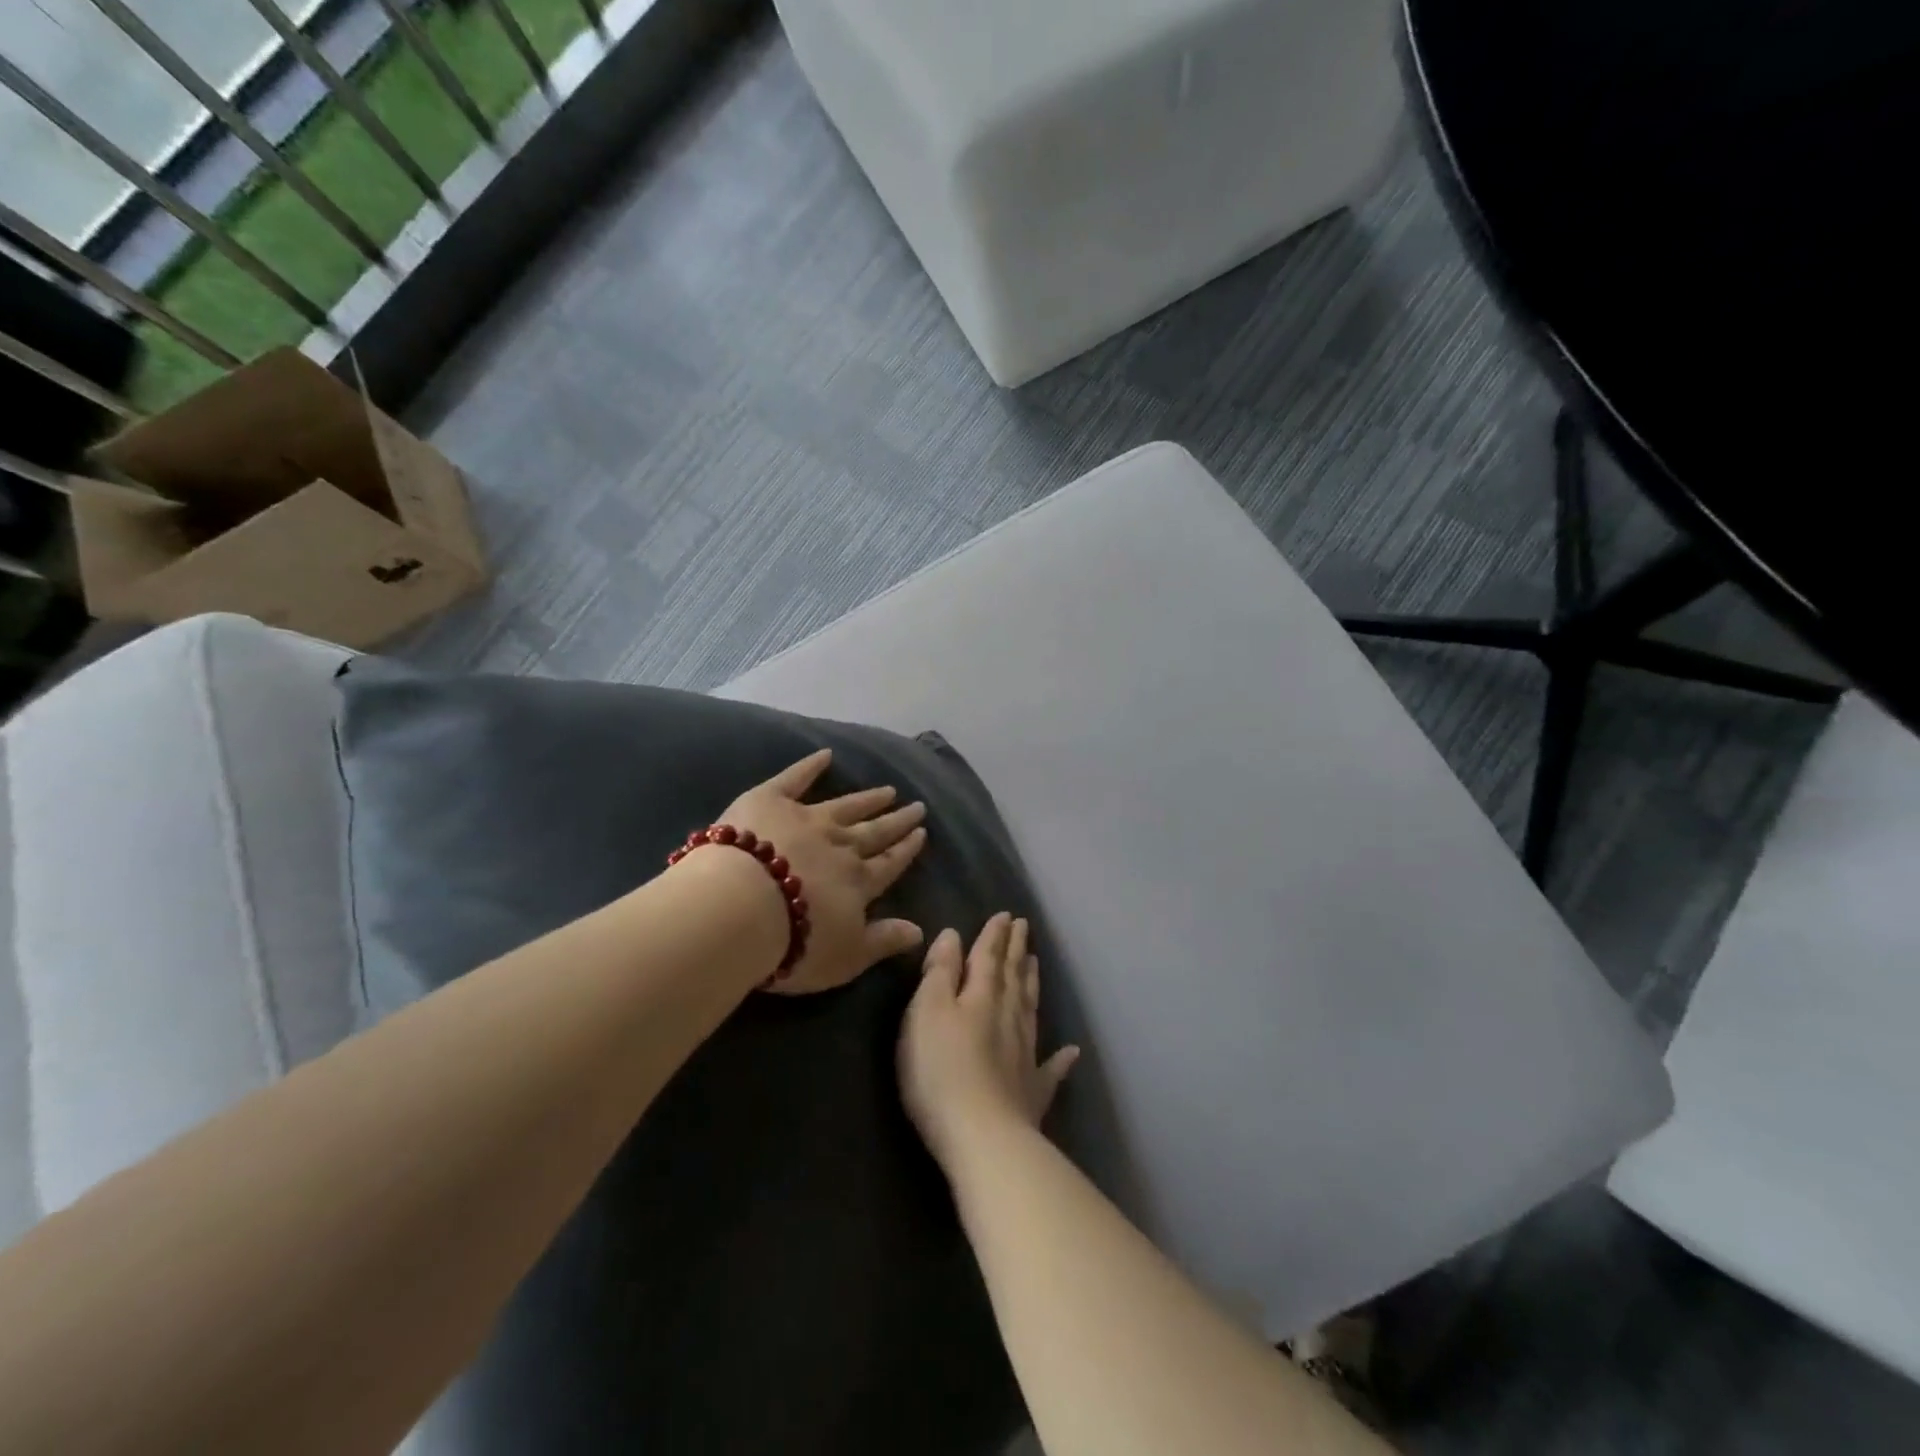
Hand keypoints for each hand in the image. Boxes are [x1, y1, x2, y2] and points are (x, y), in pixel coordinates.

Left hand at [712, 749, 928, 994]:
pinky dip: (810, 766)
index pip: (889, 864)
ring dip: (868, 798)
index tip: (921, 833)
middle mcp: (840, 845)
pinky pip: (794, 779)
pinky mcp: (770, 801)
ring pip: (845, 806)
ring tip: (888, 789)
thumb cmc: (794, 944)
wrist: (740, 908)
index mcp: (857, 882)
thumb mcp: (846, 957)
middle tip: (916, 806)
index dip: (906, 850)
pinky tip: (826, 754)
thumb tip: (920, 932)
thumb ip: (883, 941)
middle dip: (896, 820)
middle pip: (874, 831)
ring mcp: (806, 819)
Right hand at [897, 913, 1080, 1168]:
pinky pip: (1050, 1068)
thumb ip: (940, 972)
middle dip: (1016, 951)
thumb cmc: (941, 1069)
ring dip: (1032, 984)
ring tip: (1035, 963)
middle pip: (1013, 977)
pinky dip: (1061, 1058)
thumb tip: (954, 934)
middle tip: (1024, 928)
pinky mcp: (1032, 1091)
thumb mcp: (927, 1011)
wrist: (982, 1136)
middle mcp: (1009, 1017)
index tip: (1007, 915)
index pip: (989, 956)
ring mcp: (1025, 1054)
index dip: (995, 935)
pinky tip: (1072, 1051)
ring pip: (1030, 1009)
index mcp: (982, 995)